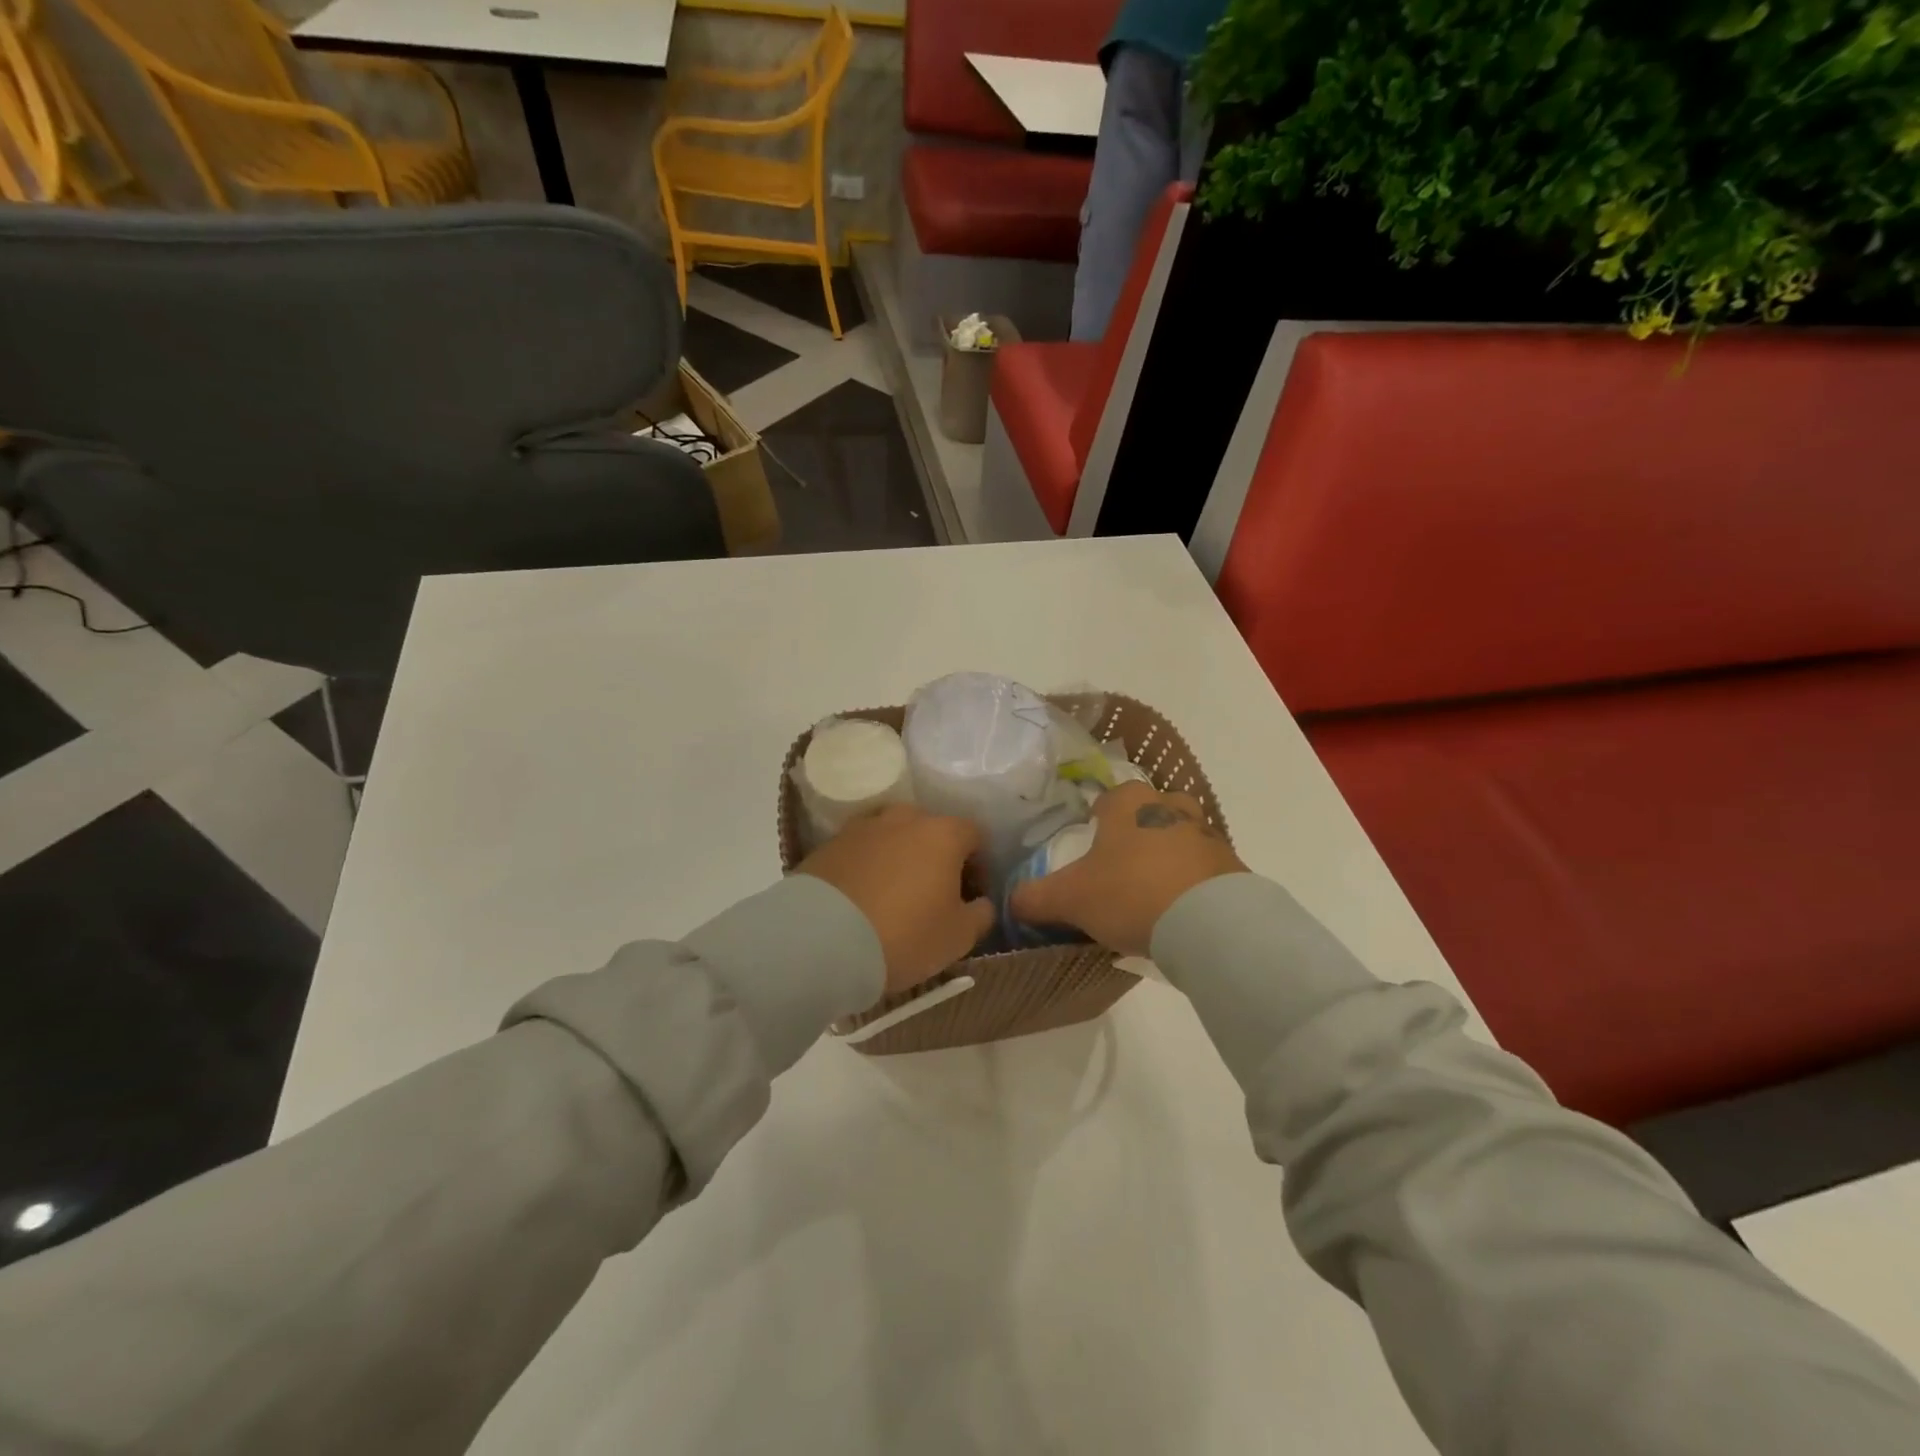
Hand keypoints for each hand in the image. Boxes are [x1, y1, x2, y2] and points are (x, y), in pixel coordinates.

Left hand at [796, 803, 995, 996]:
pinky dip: (866, 867)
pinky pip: (859, 851)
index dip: (978, 864)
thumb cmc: (904, 935)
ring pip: (892, 836)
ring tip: (892, 895)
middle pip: (930, 829)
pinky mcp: (828, 844)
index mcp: (942, 833)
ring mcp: (862, 828)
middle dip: (936, 856)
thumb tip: (982, 902)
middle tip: (932, 894)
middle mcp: (903, 818)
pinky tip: (861, 898)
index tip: (971, 895)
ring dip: (899, 858)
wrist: (820, 940)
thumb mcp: (958, 937)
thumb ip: (981, 914)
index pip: (974, 835)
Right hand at [1010, 782, 1244, 956]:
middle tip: (1120, 870)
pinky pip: (1204, 869)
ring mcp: (1206, 834)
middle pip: (1147, 812)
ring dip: (1167, 858)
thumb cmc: (1130, 894)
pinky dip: (1191, 883)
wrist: (1210, 923)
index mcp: (1128, 802)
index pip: (1107, 798)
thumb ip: (1035, 897)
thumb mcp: (1070, 899)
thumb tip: (1011, 901)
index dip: (1096, 820)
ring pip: (1179, 837)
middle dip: (1135, 835)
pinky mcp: (1232, 866)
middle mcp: (1169, 806)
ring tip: (1150, 894)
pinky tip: (1179, 912)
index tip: (1090, 847)